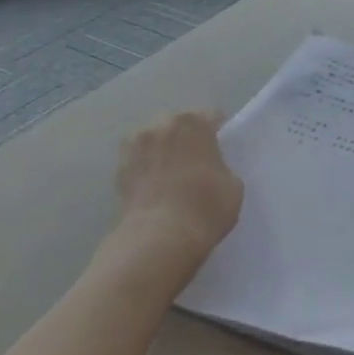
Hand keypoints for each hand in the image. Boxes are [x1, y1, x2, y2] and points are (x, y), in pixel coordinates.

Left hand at [114, 110, 243, 268]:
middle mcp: (161, 124)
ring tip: (169, 172)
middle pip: (179, 123)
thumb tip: (211, 168)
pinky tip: (152, 185)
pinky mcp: (119, 166)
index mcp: (194, 123)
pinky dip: (144, 166)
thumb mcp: (233, 186)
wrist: (160, 238)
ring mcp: (136, 144)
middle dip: (187, 136)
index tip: (221, 150)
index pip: (211, 116)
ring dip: (162, 148)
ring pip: (154, 138)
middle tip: (195, 161)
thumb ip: (222, 166)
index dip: (218, 133)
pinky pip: (138, 158)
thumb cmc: (205, 208)